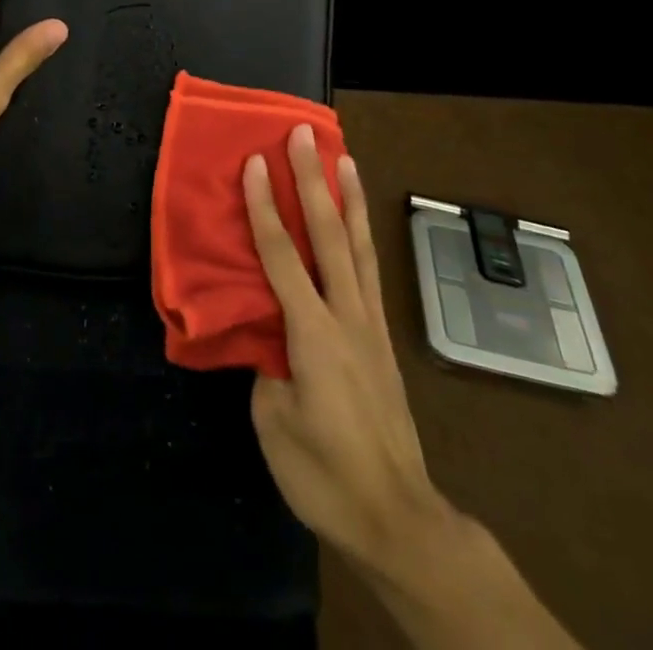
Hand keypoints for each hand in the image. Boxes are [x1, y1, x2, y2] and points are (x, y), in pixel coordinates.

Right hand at [245, 125, 442, 576]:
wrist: (398, 518)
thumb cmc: (325, 474)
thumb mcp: (274, 422)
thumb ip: (267, 364)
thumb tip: (266, 333)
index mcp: (312, 333)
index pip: (282, 255)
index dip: (264, 205)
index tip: (254, 162)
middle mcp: (346, 316)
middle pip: (328, 234)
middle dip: (311, 180)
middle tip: (304, 134)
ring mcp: (370, 325)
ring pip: (359, 246)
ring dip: (349, 197)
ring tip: (344, 156)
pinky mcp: (382, 339)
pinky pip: (370, 273)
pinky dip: (363, 236)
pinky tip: (359, 223)